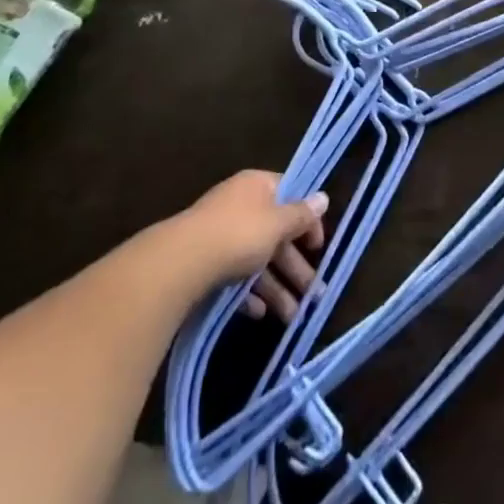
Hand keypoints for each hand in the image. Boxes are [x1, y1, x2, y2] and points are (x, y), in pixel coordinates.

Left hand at [172, 170, 327, 321]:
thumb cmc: (238, 234)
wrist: (179, 264)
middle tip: (314, 294)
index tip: (318, 247)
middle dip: (295, 266)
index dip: (307, 220)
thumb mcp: (277, 224)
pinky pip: (234, 276)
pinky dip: (249, 294)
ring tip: (292, 317)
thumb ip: (301, 215)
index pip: (291, 195)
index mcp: (257, 186)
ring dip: (277, 287)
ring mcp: (220, 235)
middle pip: (275, 233)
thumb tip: (324, 197)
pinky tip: (259, 313)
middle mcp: (240, 205)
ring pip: (257, 259)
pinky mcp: (205, 263)